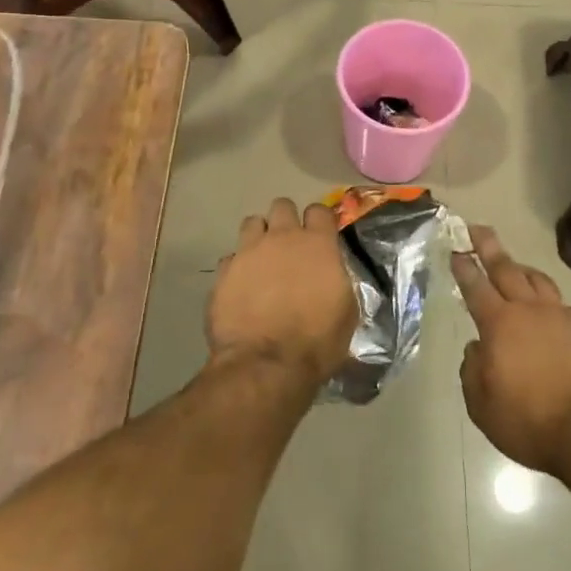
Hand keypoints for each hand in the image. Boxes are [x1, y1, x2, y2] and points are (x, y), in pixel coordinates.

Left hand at [206, 198, 356, 389]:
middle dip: (286, 220)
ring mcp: (249, 251)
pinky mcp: (224, 272)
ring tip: (262, 259)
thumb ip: (338, 281)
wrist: (266, 365)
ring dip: (259, 236)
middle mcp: (282, 238)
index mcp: (317, 244)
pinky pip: (231, 257)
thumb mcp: (346, 311)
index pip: (319, 210)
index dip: (319, 221)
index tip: (320, 236)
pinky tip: (241, 286)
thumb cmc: (316, 341)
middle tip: (289, 245)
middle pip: (282, 206)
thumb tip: (331, 275)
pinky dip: (237, 267)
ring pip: (252, 222)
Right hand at [455, 227, 570, 481]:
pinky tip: (549, 312)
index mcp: (500, 324)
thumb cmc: (531, 422)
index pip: (476, 287)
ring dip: (522, 269)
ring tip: (515, 264)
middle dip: (489, 247)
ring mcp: (563, 316)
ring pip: (538, 281)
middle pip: (506, 269)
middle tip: (479, 228)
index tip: (456, 249)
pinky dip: (549, 300)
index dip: (464, 267)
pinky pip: (562, 304)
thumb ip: (473, 371)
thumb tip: (477, 349)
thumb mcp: (483, 406)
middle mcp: (530, 310)